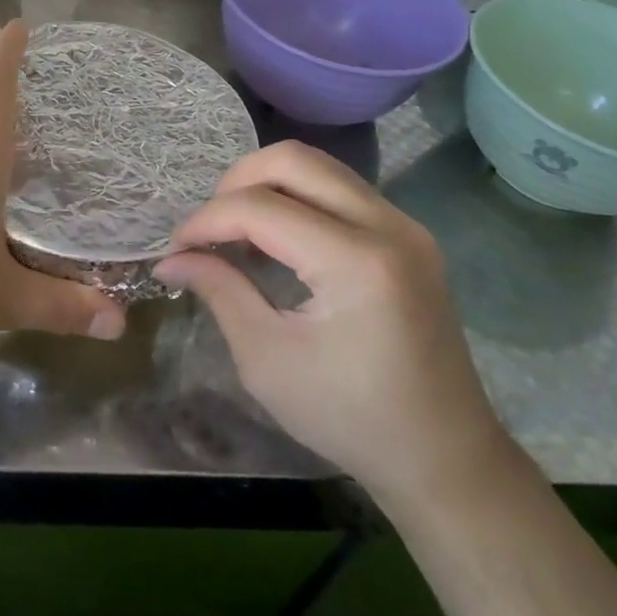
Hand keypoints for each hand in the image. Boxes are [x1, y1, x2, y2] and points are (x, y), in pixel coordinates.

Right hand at [154, 142, 509, 503]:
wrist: (444, 455)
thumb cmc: (350, 418)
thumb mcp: (267, 360)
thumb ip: (220, 291)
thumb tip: (172, 258)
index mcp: (356, 262)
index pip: (260, 208)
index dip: (206, 220)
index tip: (175, 249)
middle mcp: (386, 225)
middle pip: (293, 160)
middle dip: (235, 183)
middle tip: (209, 228)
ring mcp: (404, 225)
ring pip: (318, 166)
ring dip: (267, 185)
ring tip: (238, 231)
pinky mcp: (409, 234)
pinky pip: (340, 189)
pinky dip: (298, 198)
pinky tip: (279, 239)